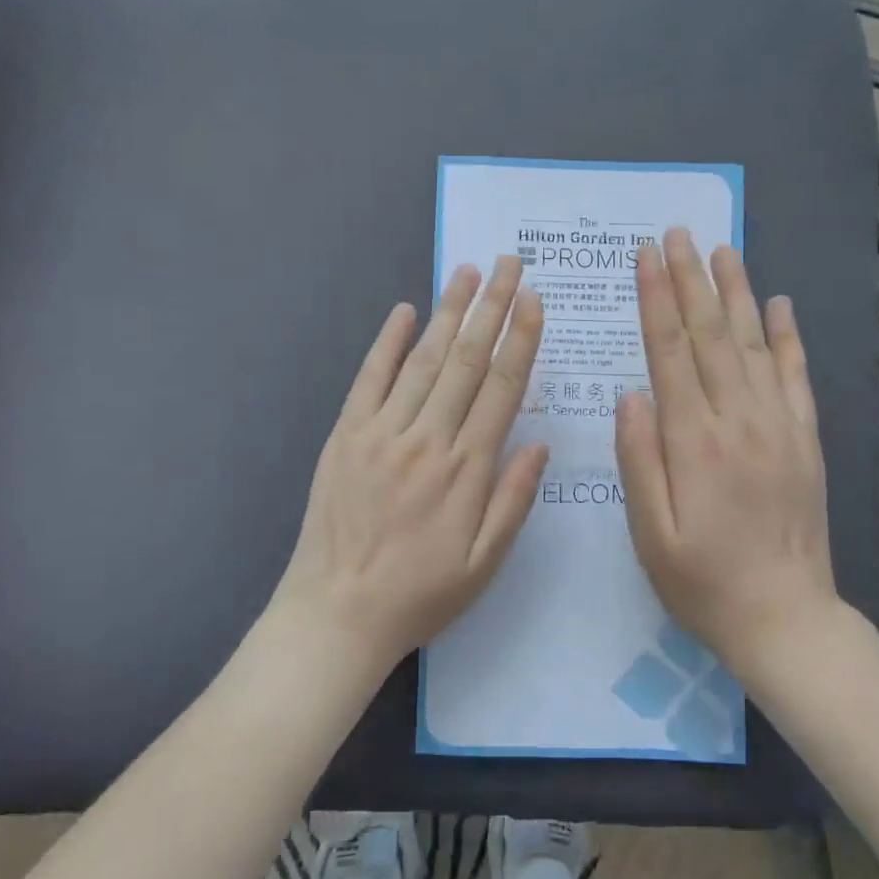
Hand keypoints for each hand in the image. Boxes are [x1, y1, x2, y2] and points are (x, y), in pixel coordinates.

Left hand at [273, 256, 548, 679]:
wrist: (337, 614)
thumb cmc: (419, 595)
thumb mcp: (483, 564)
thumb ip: (513, 500)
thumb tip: (541, 443)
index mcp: (466, 470)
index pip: (501, 388)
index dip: (521, 341)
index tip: (535, 301)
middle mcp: (427, 439)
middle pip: (466, 360)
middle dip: (492, 308)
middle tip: (510, 264)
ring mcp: (381, 433)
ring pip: (422, 360)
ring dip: (448, 312)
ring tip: (468, 272)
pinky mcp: (345, 435)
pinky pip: (369, 378)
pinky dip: (387, 341)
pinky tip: (404, 310)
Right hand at [614, 228, 847, 670]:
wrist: (786, 618)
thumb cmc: (702, 581)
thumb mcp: (650, 533)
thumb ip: (640, 459)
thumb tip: (631, 394)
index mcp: (694, 442)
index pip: (669, 353)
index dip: (656, 300)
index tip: (646, 256)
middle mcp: (739, 421)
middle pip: (711, 336)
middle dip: (691, 279)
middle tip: (678, 233)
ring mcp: (778, 426)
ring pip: (754, 344)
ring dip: (736, 293)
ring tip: (722, 249)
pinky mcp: (805, 439)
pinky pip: (797, 376)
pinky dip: (788, 336)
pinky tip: (780, 304)